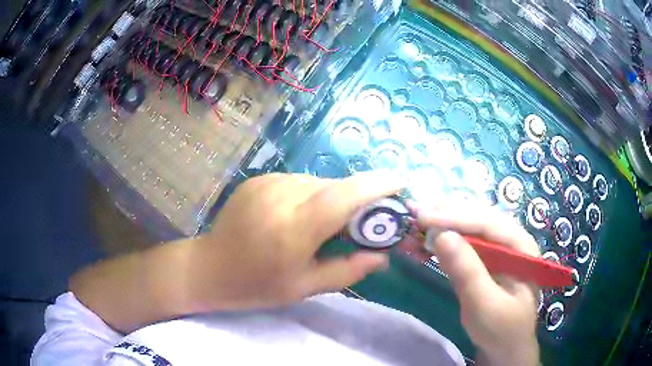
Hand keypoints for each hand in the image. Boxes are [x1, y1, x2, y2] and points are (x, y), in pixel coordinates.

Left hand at [186, 172, 403, 310]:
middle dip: (359, 197)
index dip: (377, 185)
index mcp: (293, 230)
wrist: (210, 267)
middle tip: (367, 218)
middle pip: (335, 186)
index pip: (343, 196)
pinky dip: (310, 195)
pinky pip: (298, 182)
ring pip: (317, 183)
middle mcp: (281, 197)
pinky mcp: (258, 179)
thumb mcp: (305, 287)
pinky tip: (299, 215)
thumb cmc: (257, 285)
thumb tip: (382, 256)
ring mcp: (267, 183)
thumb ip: (348, 270)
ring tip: (326, 223)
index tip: (401, 182)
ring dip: (332, 198)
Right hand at [410, 201, 539, 365]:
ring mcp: (500, 248)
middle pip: (479, 217)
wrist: (506, 346)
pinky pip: (466, 240)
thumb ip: (467, 272)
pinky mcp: (487, 259)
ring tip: (419, 214)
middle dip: (447, 212)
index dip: (454, 217)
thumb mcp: (485, 305)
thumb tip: (442, 236)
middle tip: (415, 209)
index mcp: (521, 246)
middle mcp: (512, 239)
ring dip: (445, 219)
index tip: (422, 217)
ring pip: (471, 225)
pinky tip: (431, 233)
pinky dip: (446, 235)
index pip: (487, 223)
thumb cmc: (501, 328)